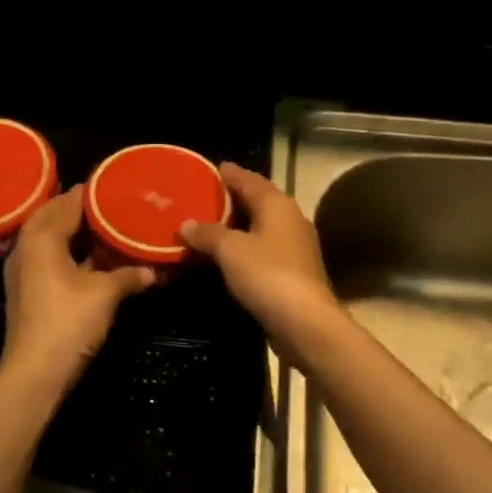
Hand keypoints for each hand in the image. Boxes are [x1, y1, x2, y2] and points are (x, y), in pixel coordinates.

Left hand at [0, 186, 154, 395]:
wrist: (35, 372)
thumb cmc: (68, 321)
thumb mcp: (105, 294)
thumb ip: (129, 275)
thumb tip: (153, 271)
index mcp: (42, 236)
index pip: (69, 201)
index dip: (93, 192)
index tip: (118, 185)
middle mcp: (27, 245)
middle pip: (56, 216)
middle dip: (83, 210)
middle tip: (115, 204)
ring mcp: (24, 269)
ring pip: (52, 238)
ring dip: (76, 232)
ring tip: (109, 227)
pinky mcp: (28, 289)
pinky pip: (50, 257)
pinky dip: (71, 253)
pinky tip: (95, 259)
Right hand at [179, 161, 343, 356]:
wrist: (305, 323)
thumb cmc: (267, 275)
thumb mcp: (229, 250)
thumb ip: (207, 233)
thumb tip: (186, 224)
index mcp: (276, 204)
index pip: (249, 179)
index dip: (229, 174)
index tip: (210, 169)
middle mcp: (289, 219)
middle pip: (257, 201)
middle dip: (231, 199)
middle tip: (202, 198)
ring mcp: (294, 246)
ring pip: (260, 226)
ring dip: (236, 225)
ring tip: (208, 225)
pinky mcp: (293, 271)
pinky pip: (262, 249)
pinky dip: (243, 247)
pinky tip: (225, 255)